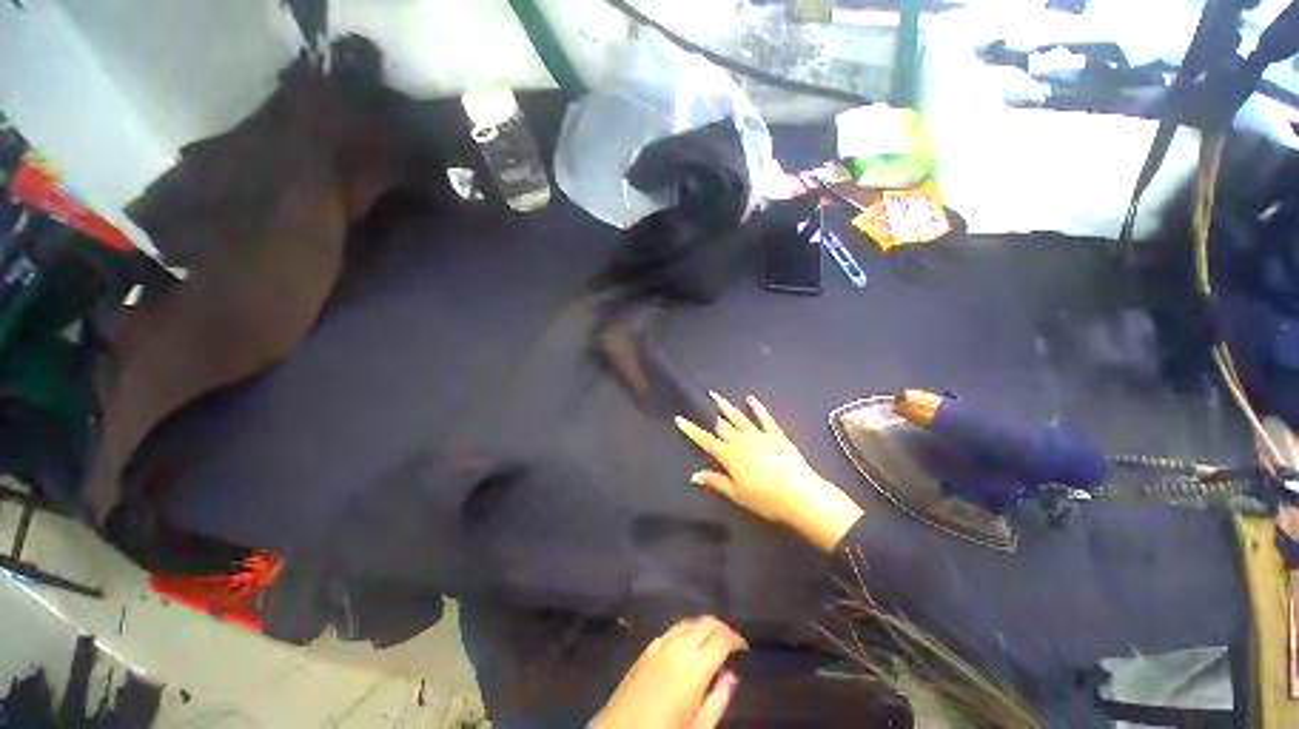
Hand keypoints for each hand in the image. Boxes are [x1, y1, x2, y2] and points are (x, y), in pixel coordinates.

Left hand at [591, 616, 746, 728]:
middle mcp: (678, 646)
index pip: (721, 637)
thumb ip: (718, 700)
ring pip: (689, 622)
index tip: (744, 649)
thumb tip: (732, 676)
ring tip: (714, 641)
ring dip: (704, 626)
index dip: (736, 639)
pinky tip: (689, 643)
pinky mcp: (646, 648)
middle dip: (722, 629)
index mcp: (694, 666)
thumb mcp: (698, 727)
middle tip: (733, 644)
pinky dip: (687, 630)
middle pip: (706, 623)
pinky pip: (672, 629)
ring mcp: (659, 644)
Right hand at [676, 393, 863, 551]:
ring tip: (716, 396)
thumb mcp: (737, 495)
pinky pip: (765, 418)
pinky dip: (758, 408)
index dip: (691, 430)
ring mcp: (760, 436)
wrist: (801, 495)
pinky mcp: (777, 435)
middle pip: (723, 426)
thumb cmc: (766, 500)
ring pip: (739, 418)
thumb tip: (693, 475)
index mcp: (731, 456)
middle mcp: (742, 442)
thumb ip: (715, 482)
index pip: (706, 441)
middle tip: (701, 402)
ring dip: (727, 407)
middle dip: (710, 415)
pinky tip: (751, 399)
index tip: (679, 419)